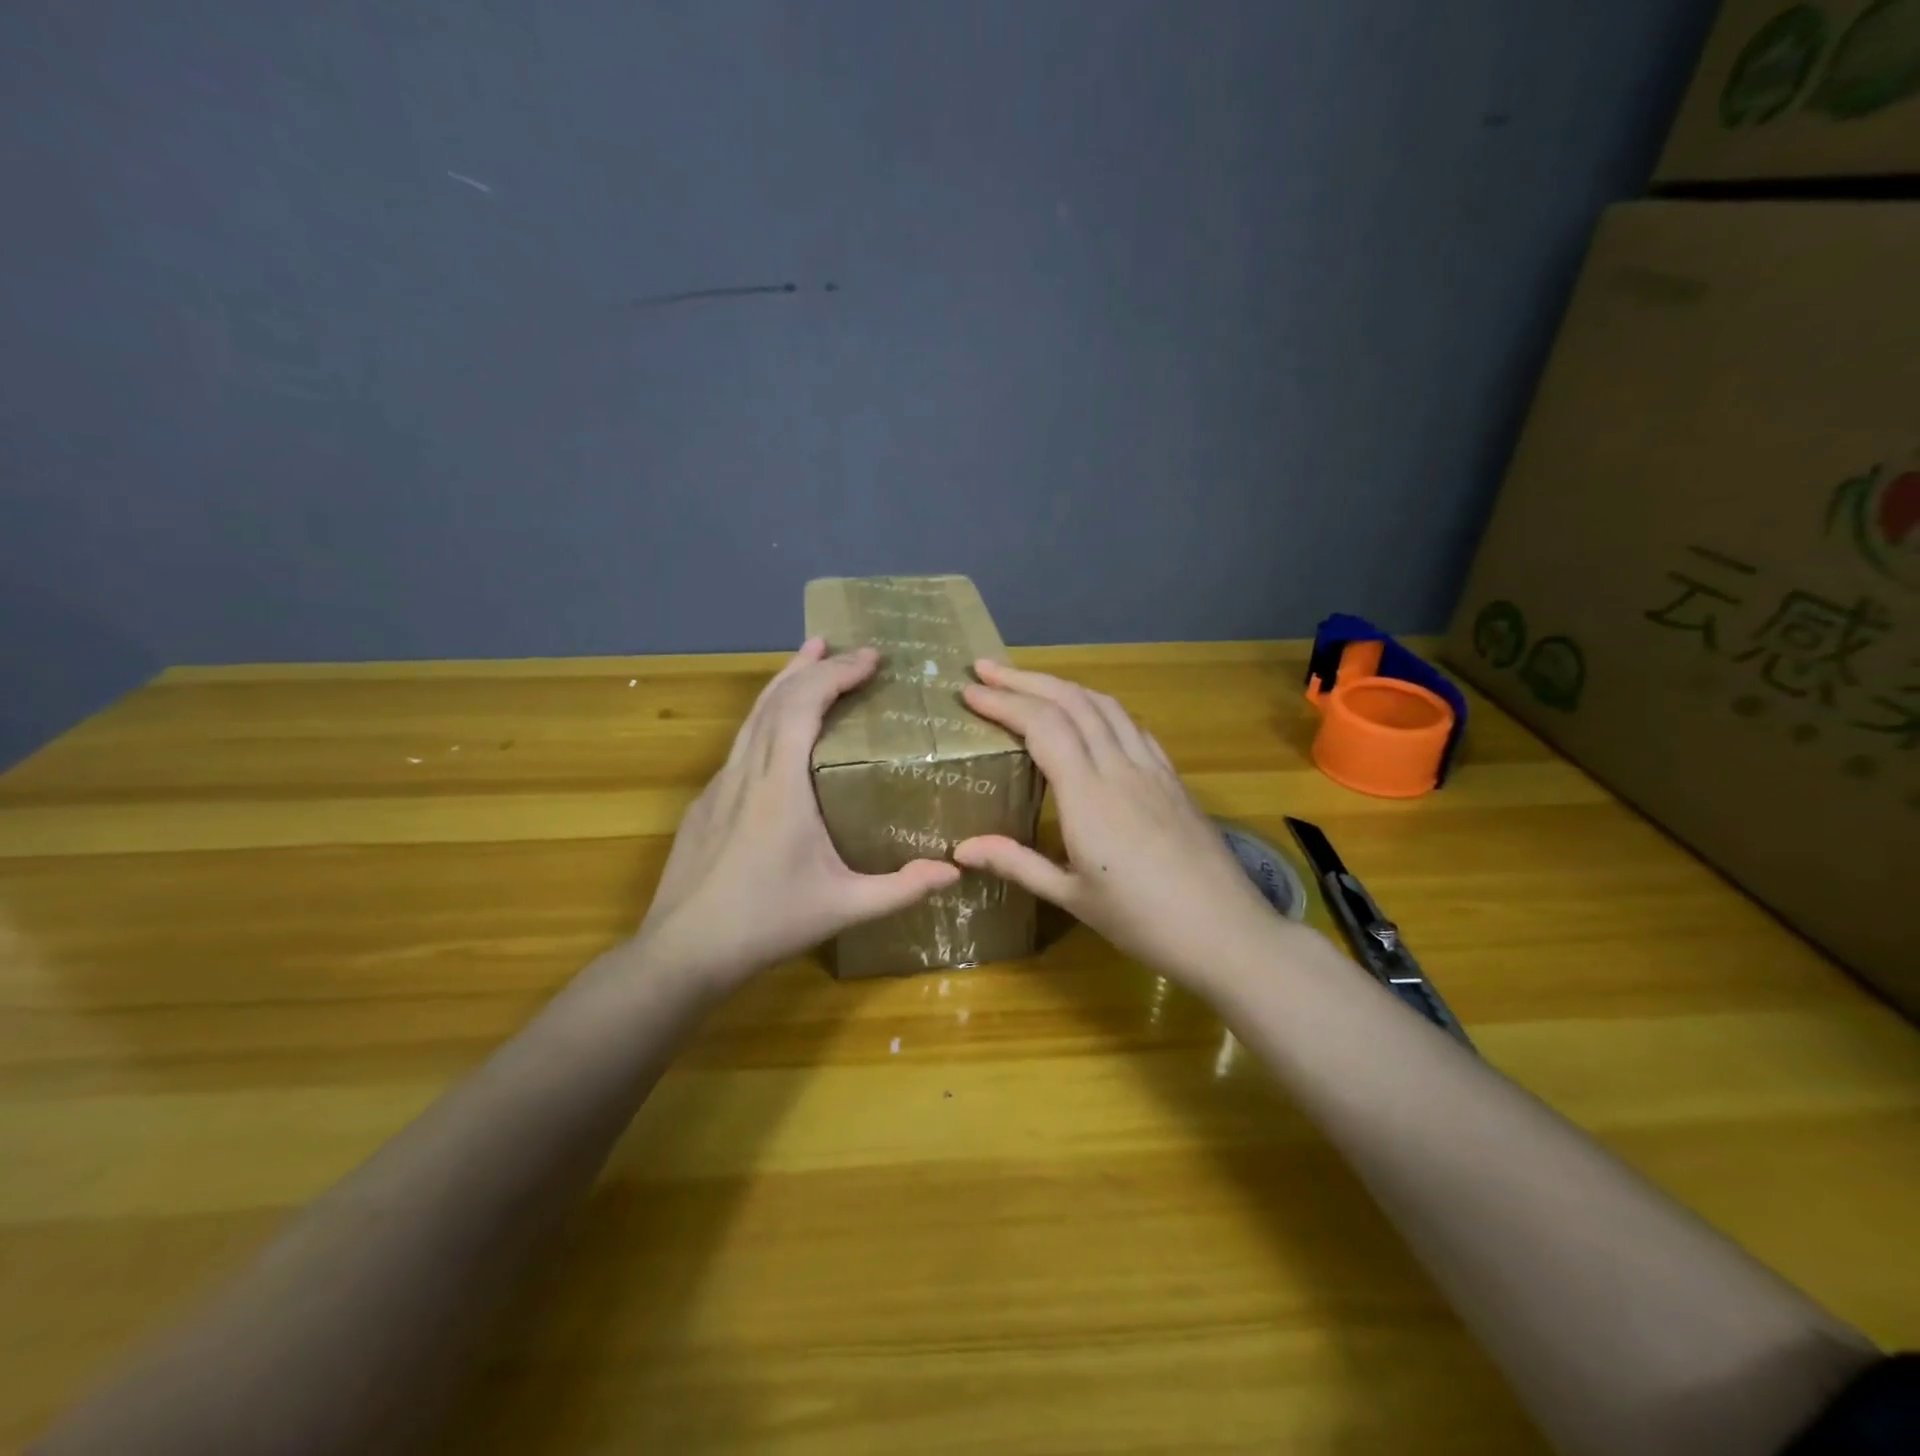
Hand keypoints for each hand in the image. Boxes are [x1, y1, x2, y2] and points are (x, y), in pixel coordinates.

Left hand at [632, 639, 960, 989]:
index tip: (871, 658)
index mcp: (780, 786)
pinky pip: (740, 743)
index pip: (804, 707)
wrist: (682, 951)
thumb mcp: (843, 907)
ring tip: (808, 660)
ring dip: (783, 684)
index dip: (837, 674)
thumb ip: (900, 890)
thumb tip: (955, 872)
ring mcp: (719, 785)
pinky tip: (777, 733)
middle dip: (812, 666)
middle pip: (775, 699)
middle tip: (843, 648)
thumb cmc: (766, 924)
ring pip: (752, 717)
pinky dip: (765, 717)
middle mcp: (746, 772)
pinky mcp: (705, 803)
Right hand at [952, 660, 1292, 990]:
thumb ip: (1017, 863)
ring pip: (1104, 705)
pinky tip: (1090, 717)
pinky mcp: (1172, 777)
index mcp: (1088, 795)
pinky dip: (1100, 707)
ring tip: (1030, 683)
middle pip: (1071, 701)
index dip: (1003, 702)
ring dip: (1063, 685)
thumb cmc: (1142, 921)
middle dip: (1025, 680)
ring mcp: (1151, 768)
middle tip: (987, 670)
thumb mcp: (1071, 896)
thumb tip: (961, 848)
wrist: (1226, 932)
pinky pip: (1132, 725)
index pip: (1042, 726)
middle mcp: (1120, 767)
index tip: (969, 692)